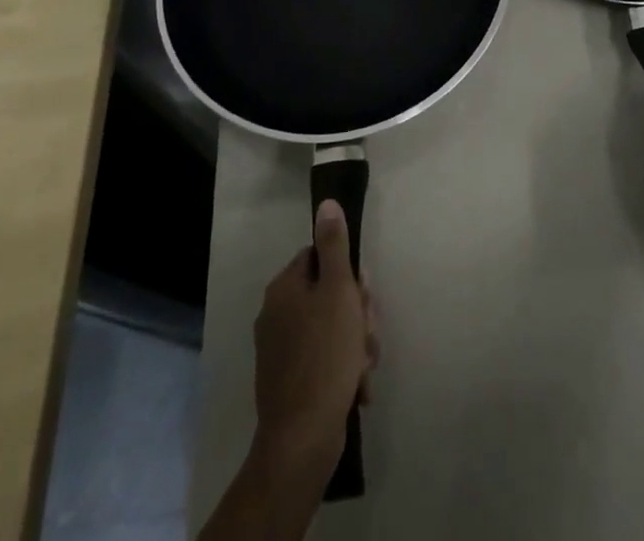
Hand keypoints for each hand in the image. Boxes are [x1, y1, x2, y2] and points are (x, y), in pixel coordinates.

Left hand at [251, 200, 378, 484]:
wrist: (301, 440)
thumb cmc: (325, 356)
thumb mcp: (338, 291)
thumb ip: (334, 246)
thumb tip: (326, 204)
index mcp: (284, 288)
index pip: (320, 257)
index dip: (348, 274)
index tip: (363, 294)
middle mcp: (277, 314)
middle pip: (328, 294)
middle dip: (356, 313)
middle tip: (367, 334)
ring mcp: (281, 350)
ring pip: (332, 329)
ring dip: (356, 344)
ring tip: (365, 367)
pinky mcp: (290, 381)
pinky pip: (325, 360)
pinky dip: (344, 369)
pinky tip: (357, 388)